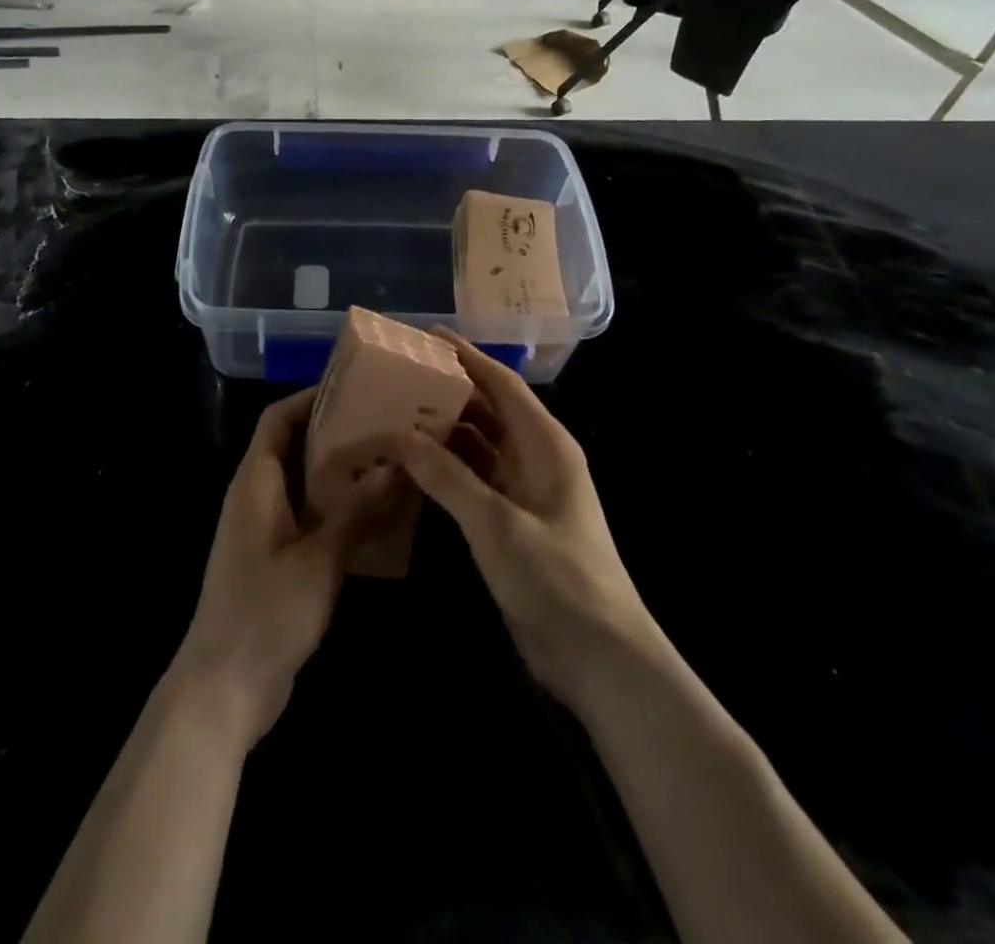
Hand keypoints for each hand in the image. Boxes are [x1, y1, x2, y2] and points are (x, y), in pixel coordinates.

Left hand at [172, 388, 396, 744]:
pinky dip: (338, 509)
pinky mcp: (276, 560)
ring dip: (341, 472)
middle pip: (293, 446)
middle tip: (386, 423)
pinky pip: (309, 517)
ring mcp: (264, 530)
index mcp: (255, 482)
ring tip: (391, 461)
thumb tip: (395, 465)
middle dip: (336, 432)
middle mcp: (256, 497)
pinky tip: (378, 515)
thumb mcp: (318, 559)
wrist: (224, 690)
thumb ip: (355, 511)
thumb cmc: (265, 613)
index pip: (278, 419)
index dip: (311, 398)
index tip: (355, 388)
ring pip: (304, 483)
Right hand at [380, 333, 659, 713]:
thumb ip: (446, 475)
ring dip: (442, 430)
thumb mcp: (495, 523)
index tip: (427, 336)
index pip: (502, 384)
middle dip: (448, 391)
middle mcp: (536, 458)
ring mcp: (524, 491)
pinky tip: (411, 464)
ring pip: (478, 446)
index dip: (467, 356)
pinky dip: (445, 468)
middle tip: (398, 375)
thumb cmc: (556, 579)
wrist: (599, 658)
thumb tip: (398, 435)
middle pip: (487, 410)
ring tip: (395, 412)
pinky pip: (473, 479)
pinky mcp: (511, 521)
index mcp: (545, 444)